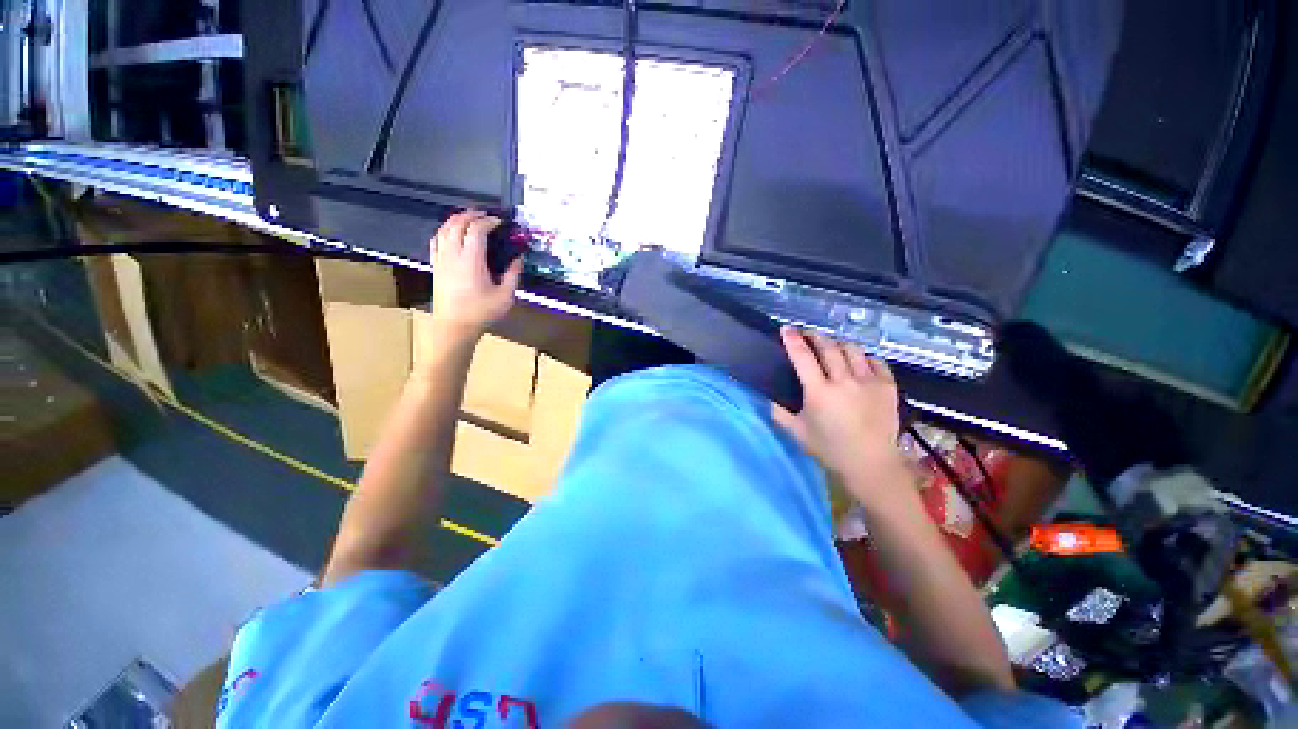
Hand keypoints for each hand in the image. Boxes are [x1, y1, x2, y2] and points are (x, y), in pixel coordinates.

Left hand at [430, 209, 523, 339]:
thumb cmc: (481, 312)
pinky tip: (450, 232)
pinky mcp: (435, 266)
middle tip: (484, 214)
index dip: (488, 221)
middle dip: (471, 215)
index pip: (476, 230)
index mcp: (471, 260)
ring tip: (468, 218)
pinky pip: (436, 240)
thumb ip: (513, 275)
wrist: (454, 326)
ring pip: (444, 229)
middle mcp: (453, 255)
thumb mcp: (505, 296)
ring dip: (456, 219)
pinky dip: (444, 231)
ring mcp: (441, 259)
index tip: (499, 222)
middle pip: (457, 224)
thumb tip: (519, 259)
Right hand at [773, 327, 904, 481]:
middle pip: (828, 347)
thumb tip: (767, 397)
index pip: (802, 357)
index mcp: (819, 392)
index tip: (786, 328)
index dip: (792, 340)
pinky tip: (858, 363)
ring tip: (833, 350)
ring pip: (852, 349)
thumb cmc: (829, 449)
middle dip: (815, 337)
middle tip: (808, 336)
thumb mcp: (796, 432)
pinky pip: (875, 360)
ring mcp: (869, 382)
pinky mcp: (888, 386)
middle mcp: (844, 381)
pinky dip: (863, 357)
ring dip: (838, 345)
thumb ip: (779, 412)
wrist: (870, 463)